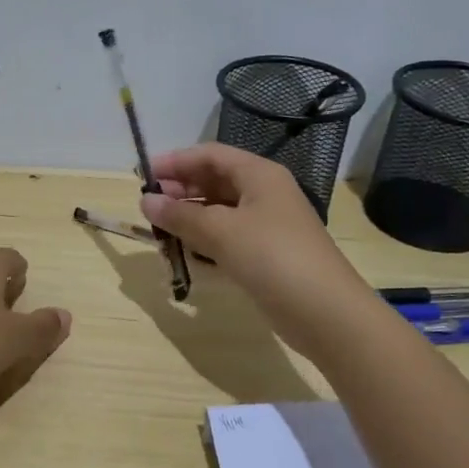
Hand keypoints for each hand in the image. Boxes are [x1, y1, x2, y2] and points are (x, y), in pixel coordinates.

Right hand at [141, 145, 368, 362]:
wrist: (324, 312)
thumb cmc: (272, 258)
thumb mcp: (221, 232)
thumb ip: (180, 215)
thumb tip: (145, 201)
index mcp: (259, 175)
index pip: (211, 155)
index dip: (176, 161)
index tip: (143, 175)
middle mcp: (264, 193)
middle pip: (215, 179)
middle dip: (181, 187)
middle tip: (149, 203)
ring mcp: (267, 224)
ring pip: (220, 209)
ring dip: (190, 214)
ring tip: (160, 226)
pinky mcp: (266, 253)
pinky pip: (227, 234)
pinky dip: (204, 236)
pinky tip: (184, 247)